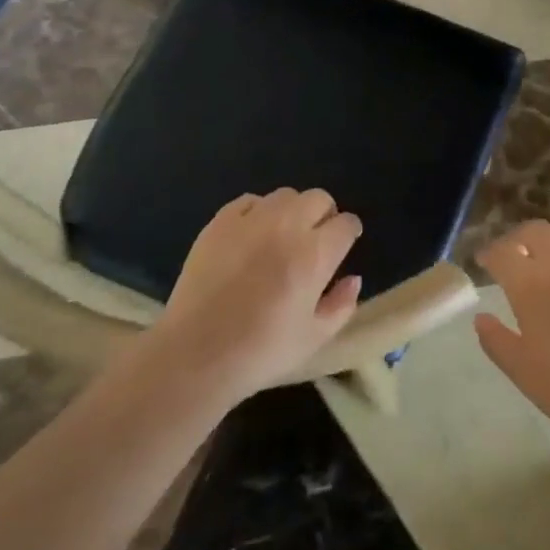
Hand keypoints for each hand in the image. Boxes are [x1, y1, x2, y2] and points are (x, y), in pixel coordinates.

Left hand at [150, 188, 362, 402]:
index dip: (348, 234)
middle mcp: (287, 226)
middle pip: (319, 198)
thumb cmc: (261, 352)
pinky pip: (249, 201)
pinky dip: (257, 212)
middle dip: (324, 215)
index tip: (342, 247)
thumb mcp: (313, 339)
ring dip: (292, 211)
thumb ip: (341, 306)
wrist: (196, 354)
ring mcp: (251, 220)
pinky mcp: (220, 221)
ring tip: (281, 236)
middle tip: (313, 241)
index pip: (346, 224)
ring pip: (285, 195)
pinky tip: (251, 236)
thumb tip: (353, 279)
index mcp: (315, 255)